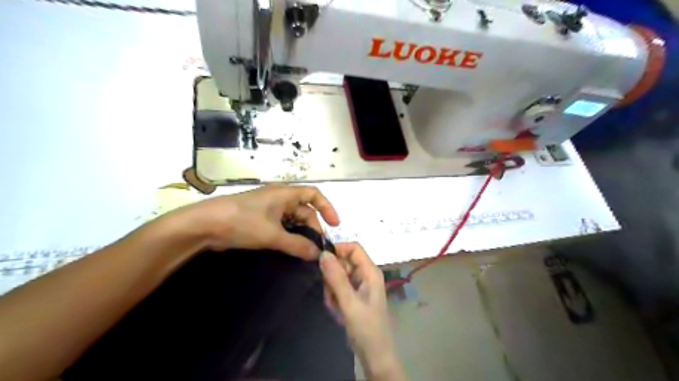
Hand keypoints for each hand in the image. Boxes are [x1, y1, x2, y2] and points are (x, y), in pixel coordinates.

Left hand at [178, 183, 338, 259]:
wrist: (204, 225)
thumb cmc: (242, 222)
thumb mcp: (272, 235)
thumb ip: (297, 244)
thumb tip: (318, 254)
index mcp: (285, 194)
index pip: (314, 195)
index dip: (327, 208)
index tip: (334, 226)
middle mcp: (279, 198)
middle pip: (304, 210)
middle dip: (313, 226)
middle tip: (317, 247)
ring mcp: (267, 209)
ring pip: (292, 220)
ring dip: (300, 233)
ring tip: (305, 251)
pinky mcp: (258, 220)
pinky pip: (280, 226)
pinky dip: (288, 236)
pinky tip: (290, 249)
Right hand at [321, 243, 404, 379]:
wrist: (375, 355)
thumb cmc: (366, 328)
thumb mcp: (349, 302)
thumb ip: (336, 278)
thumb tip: (323, 253)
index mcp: (370, 271)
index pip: (353, 248)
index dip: (337, 250)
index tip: (321, 261)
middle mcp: (365, 275)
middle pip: (343, 262)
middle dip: (332, 277)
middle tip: (330, 294)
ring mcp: (359, 286)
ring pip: (338, 276)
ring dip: (332, 290)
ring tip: (335, 307)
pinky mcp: (354, 296)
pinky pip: (338, 289)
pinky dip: (334, 298)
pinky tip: (337, 312)